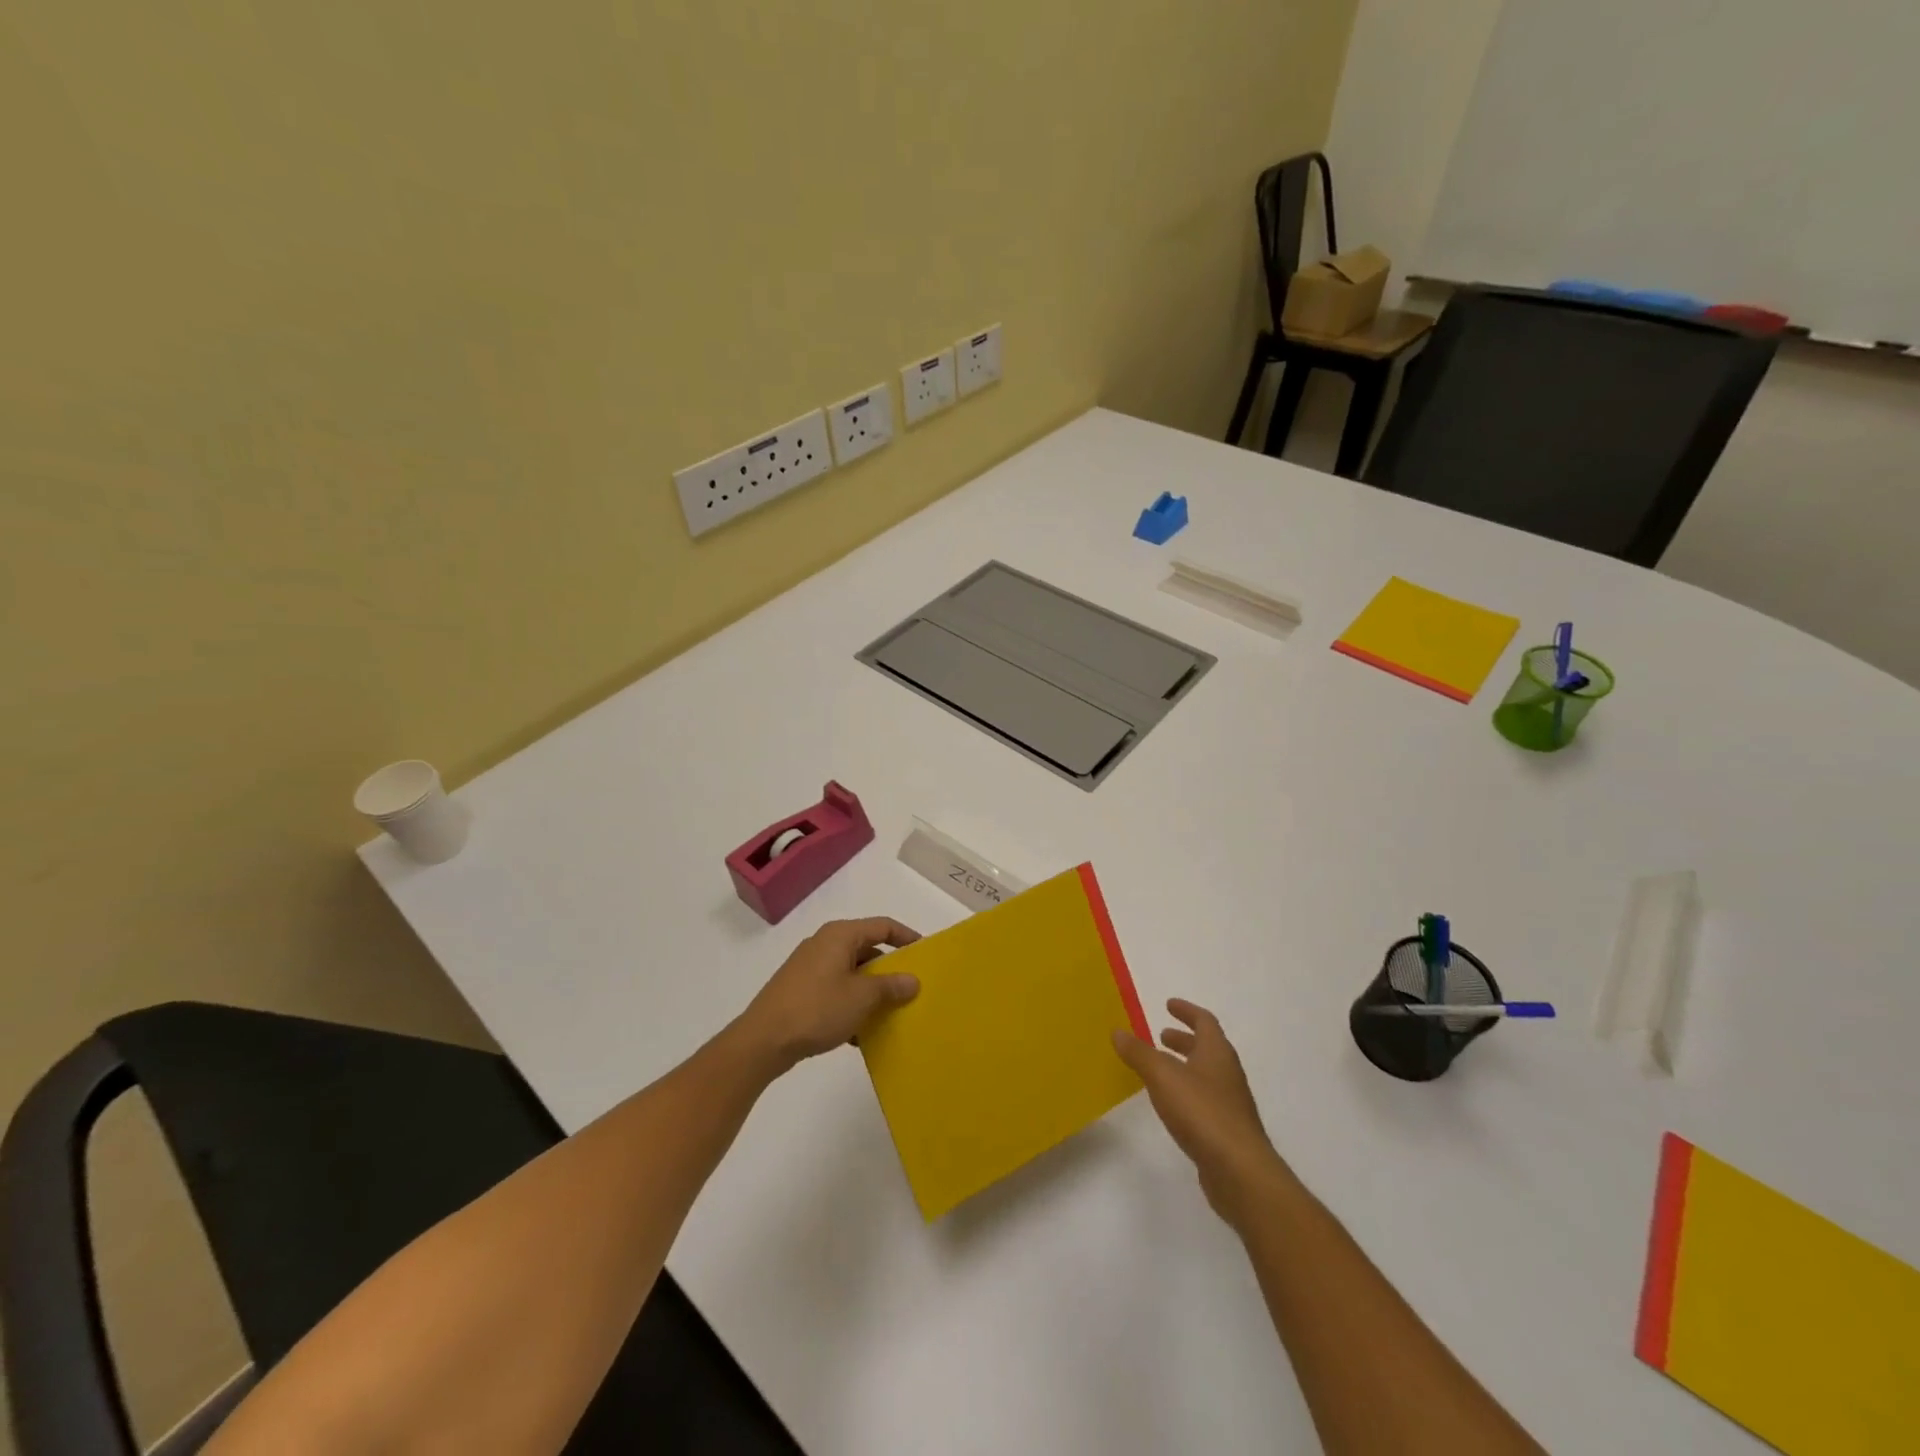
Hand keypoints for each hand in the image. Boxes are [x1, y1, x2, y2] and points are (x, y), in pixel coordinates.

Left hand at [736, 917, 920, 1073]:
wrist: (762, 1041)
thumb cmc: (817, 1009)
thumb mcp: (862, 997)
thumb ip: (890, 986)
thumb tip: (912, 980)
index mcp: (840, 935)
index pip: (883, 926)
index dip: (907, 937)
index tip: (926, 954)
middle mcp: (824, 944)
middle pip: (867, 949)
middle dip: (890, 970)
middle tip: (911, 988)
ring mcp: (809, 967)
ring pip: (851, 973)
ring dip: (871, 991)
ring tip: (890, 1013)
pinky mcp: (800, 990)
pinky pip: (835, 991)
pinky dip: (851, 1005)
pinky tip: (859, 1033)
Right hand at [1113, 999, 1288, 1223]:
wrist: (1240, 1172)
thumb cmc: (1202, 1112)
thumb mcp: (1163, 1076)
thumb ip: (1140, 1053)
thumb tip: (1118, 1031)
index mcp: (1217, 1053)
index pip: (1204, 1021)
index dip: (1186, 1011)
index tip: (1168, 1004)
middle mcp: (1227, 1073)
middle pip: (1207, 1048)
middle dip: (1184, 1039)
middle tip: (1161, 1035)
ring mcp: (1230, 1104)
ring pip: (1205, 1075)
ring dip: (1184, 1066)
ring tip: (1159, 1069)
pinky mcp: (1226, 1131)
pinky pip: (1204, 1100)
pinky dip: (1186, 1092)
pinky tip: (1171, 1105)